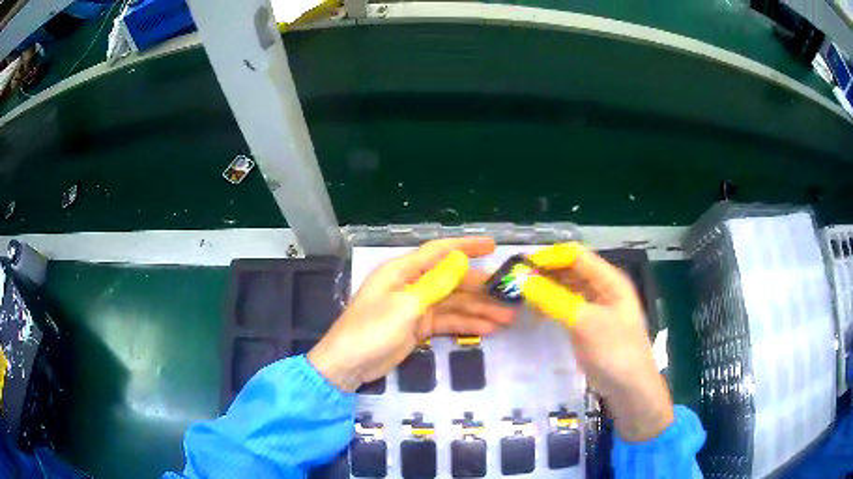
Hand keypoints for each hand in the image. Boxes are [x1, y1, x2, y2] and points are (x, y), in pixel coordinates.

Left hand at [308, 237, 514, 391]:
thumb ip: (435, 284)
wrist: (348, 365)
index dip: (467, 247)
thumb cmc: (371, 330)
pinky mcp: (417, 327)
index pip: (440, 252)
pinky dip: (466, 325)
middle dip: (481, 289)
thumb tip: (460, 260)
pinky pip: (447, 322)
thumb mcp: (405, 306)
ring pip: (453, 304)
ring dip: (479, 310)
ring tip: (507, 318)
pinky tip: (488, 330)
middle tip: (509, 296)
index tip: (493, 246)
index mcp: (403, 271)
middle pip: (452, 281)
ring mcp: (415, 307)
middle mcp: (411, 284)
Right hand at [522, 243, 673, 441]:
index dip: (549, 256)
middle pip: (570, 269)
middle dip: (545, 271)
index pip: (576, 255)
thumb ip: (556, 300)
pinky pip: (566, 306)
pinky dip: (551, 305)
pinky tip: (535, 311)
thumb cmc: (615, 352)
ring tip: (520, 294)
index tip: (521, 265)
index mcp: (610, 280)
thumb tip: (524, 281)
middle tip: (515, 280)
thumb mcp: (586, 324)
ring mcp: (595, 307)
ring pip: (567, 287)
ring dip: (546, 288)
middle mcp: (603, 288)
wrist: (630, 389)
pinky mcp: (588, 324)